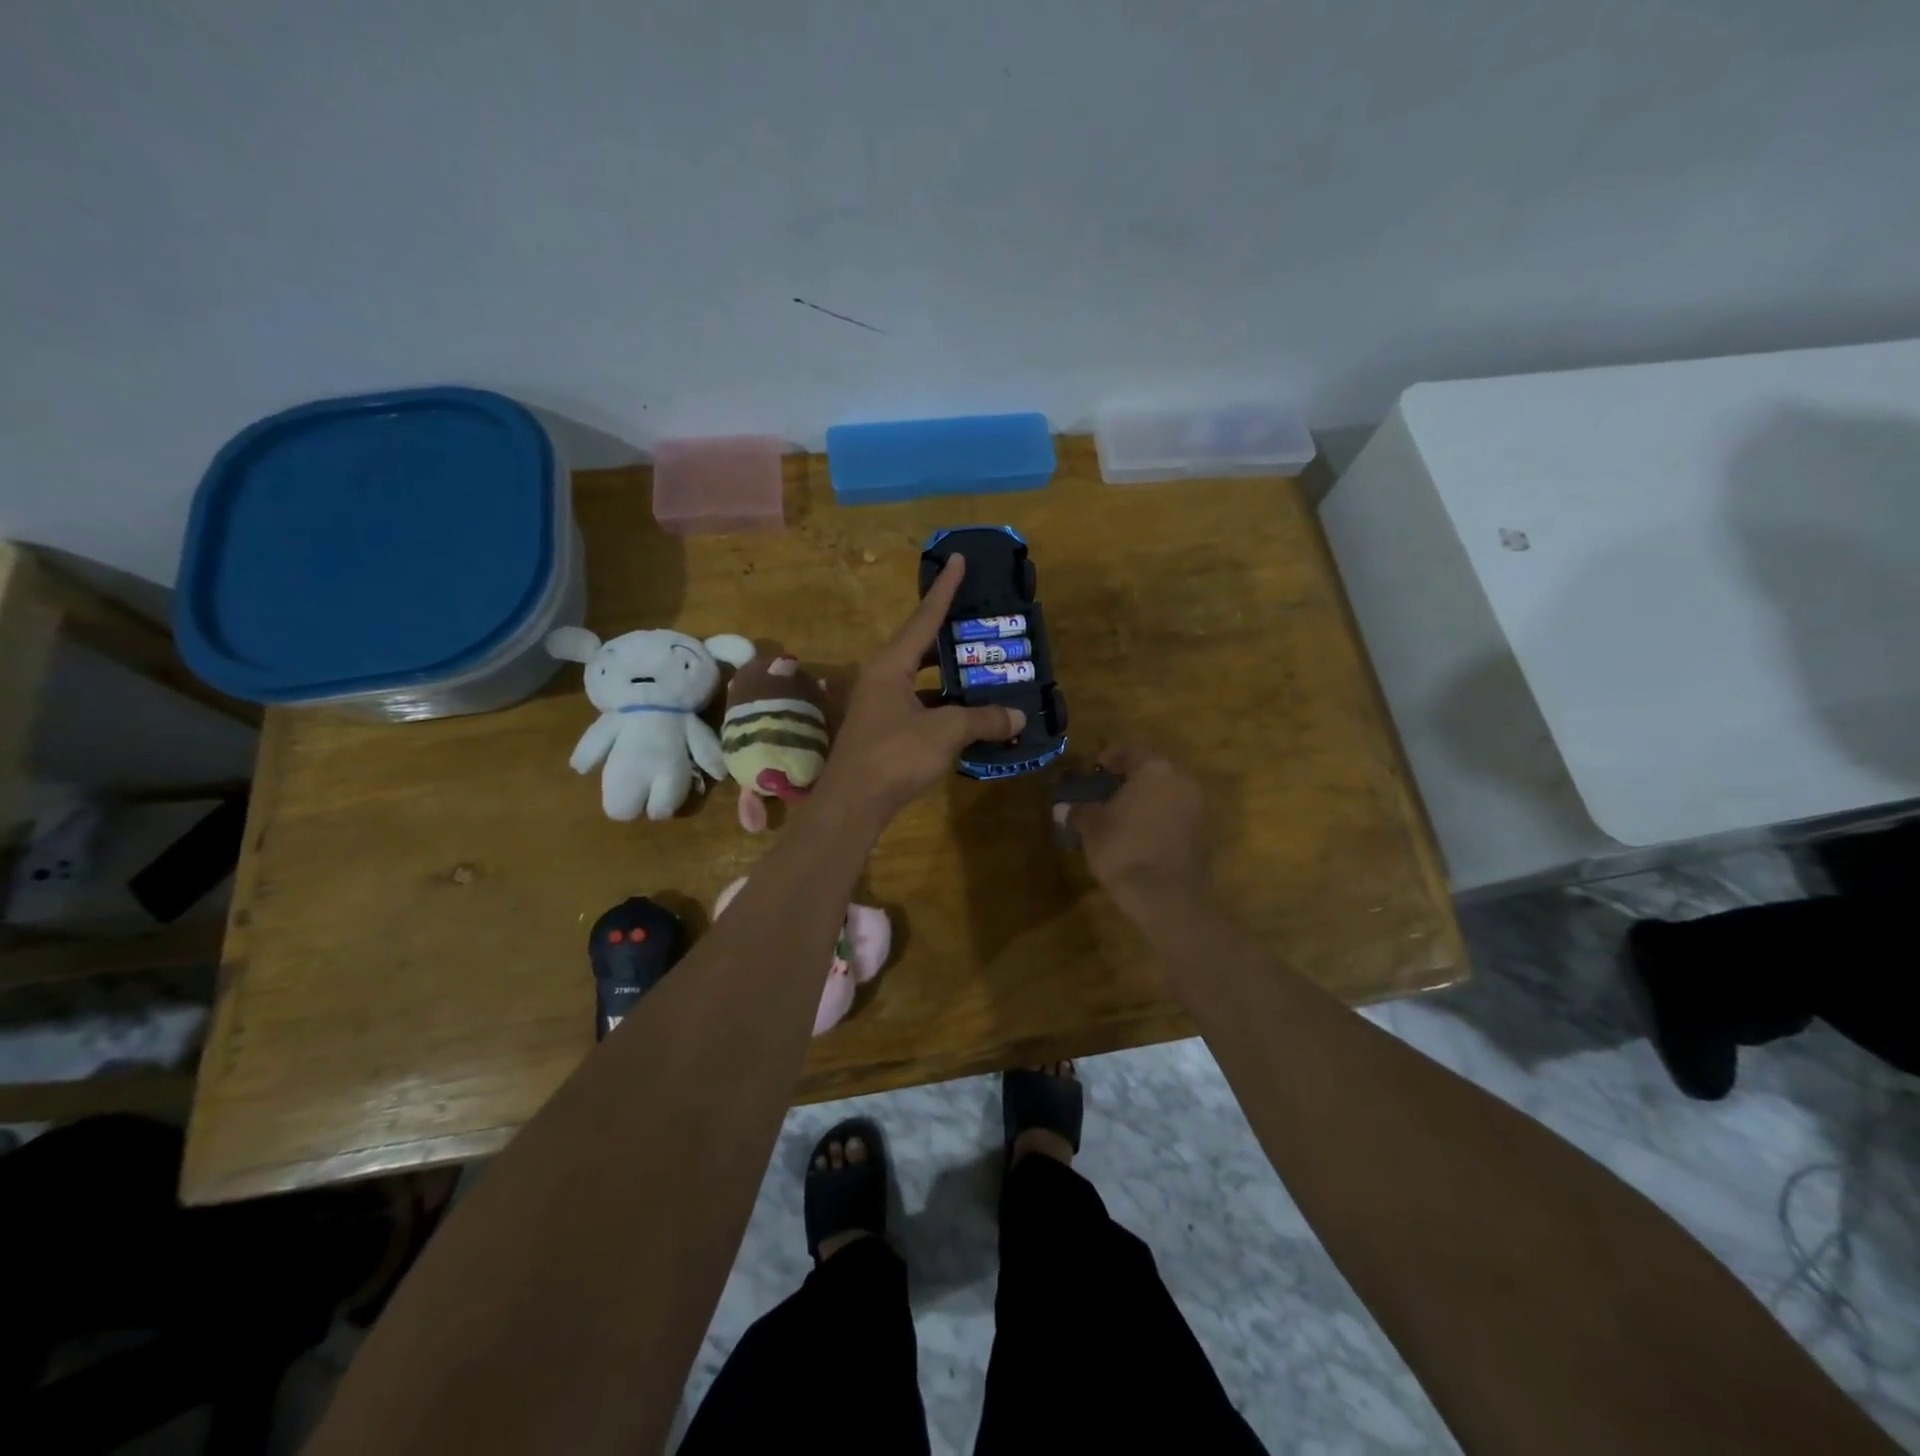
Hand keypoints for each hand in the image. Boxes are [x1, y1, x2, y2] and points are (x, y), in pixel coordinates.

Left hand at [814, 555, 1025, 825]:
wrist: (853, 804)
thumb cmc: (895, 756)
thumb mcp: (945, 732)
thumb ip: (983, 719)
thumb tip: (1017, 716)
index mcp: (891, 665)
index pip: (924, 618)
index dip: (945, 589)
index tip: (958, 560)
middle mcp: (882, 678)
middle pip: (921, 646)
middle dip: (951, 635)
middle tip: (981, 622)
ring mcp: (881, 706)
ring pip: (921, 679)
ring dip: (950, 675)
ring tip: (983, 668)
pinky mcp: (884, 730)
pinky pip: (920, 705)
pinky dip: (944, 705)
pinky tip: (968, 714)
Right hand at [1057, 740, 1207, 910]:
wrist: (1166, 895)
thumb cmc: (1123, 849)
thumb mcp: (1091, 827)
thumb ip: (1080, 810)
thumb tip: (1068, 807)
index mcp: (1154, 768)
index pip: (1131, 749)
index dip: (1109, 756)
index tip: (1094, 768)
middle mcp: (1182, 779)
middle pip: (1154, 768)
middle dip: (1131, 776)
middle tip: (1108, 789)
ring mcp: (1198, 806)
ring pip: (1168, 791)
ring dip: (1147, 797)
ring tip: (1123, 813)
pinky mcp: (1205, 832)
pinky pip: (1177, 814)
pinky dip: (1160, 817)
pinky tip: (1141, 832)